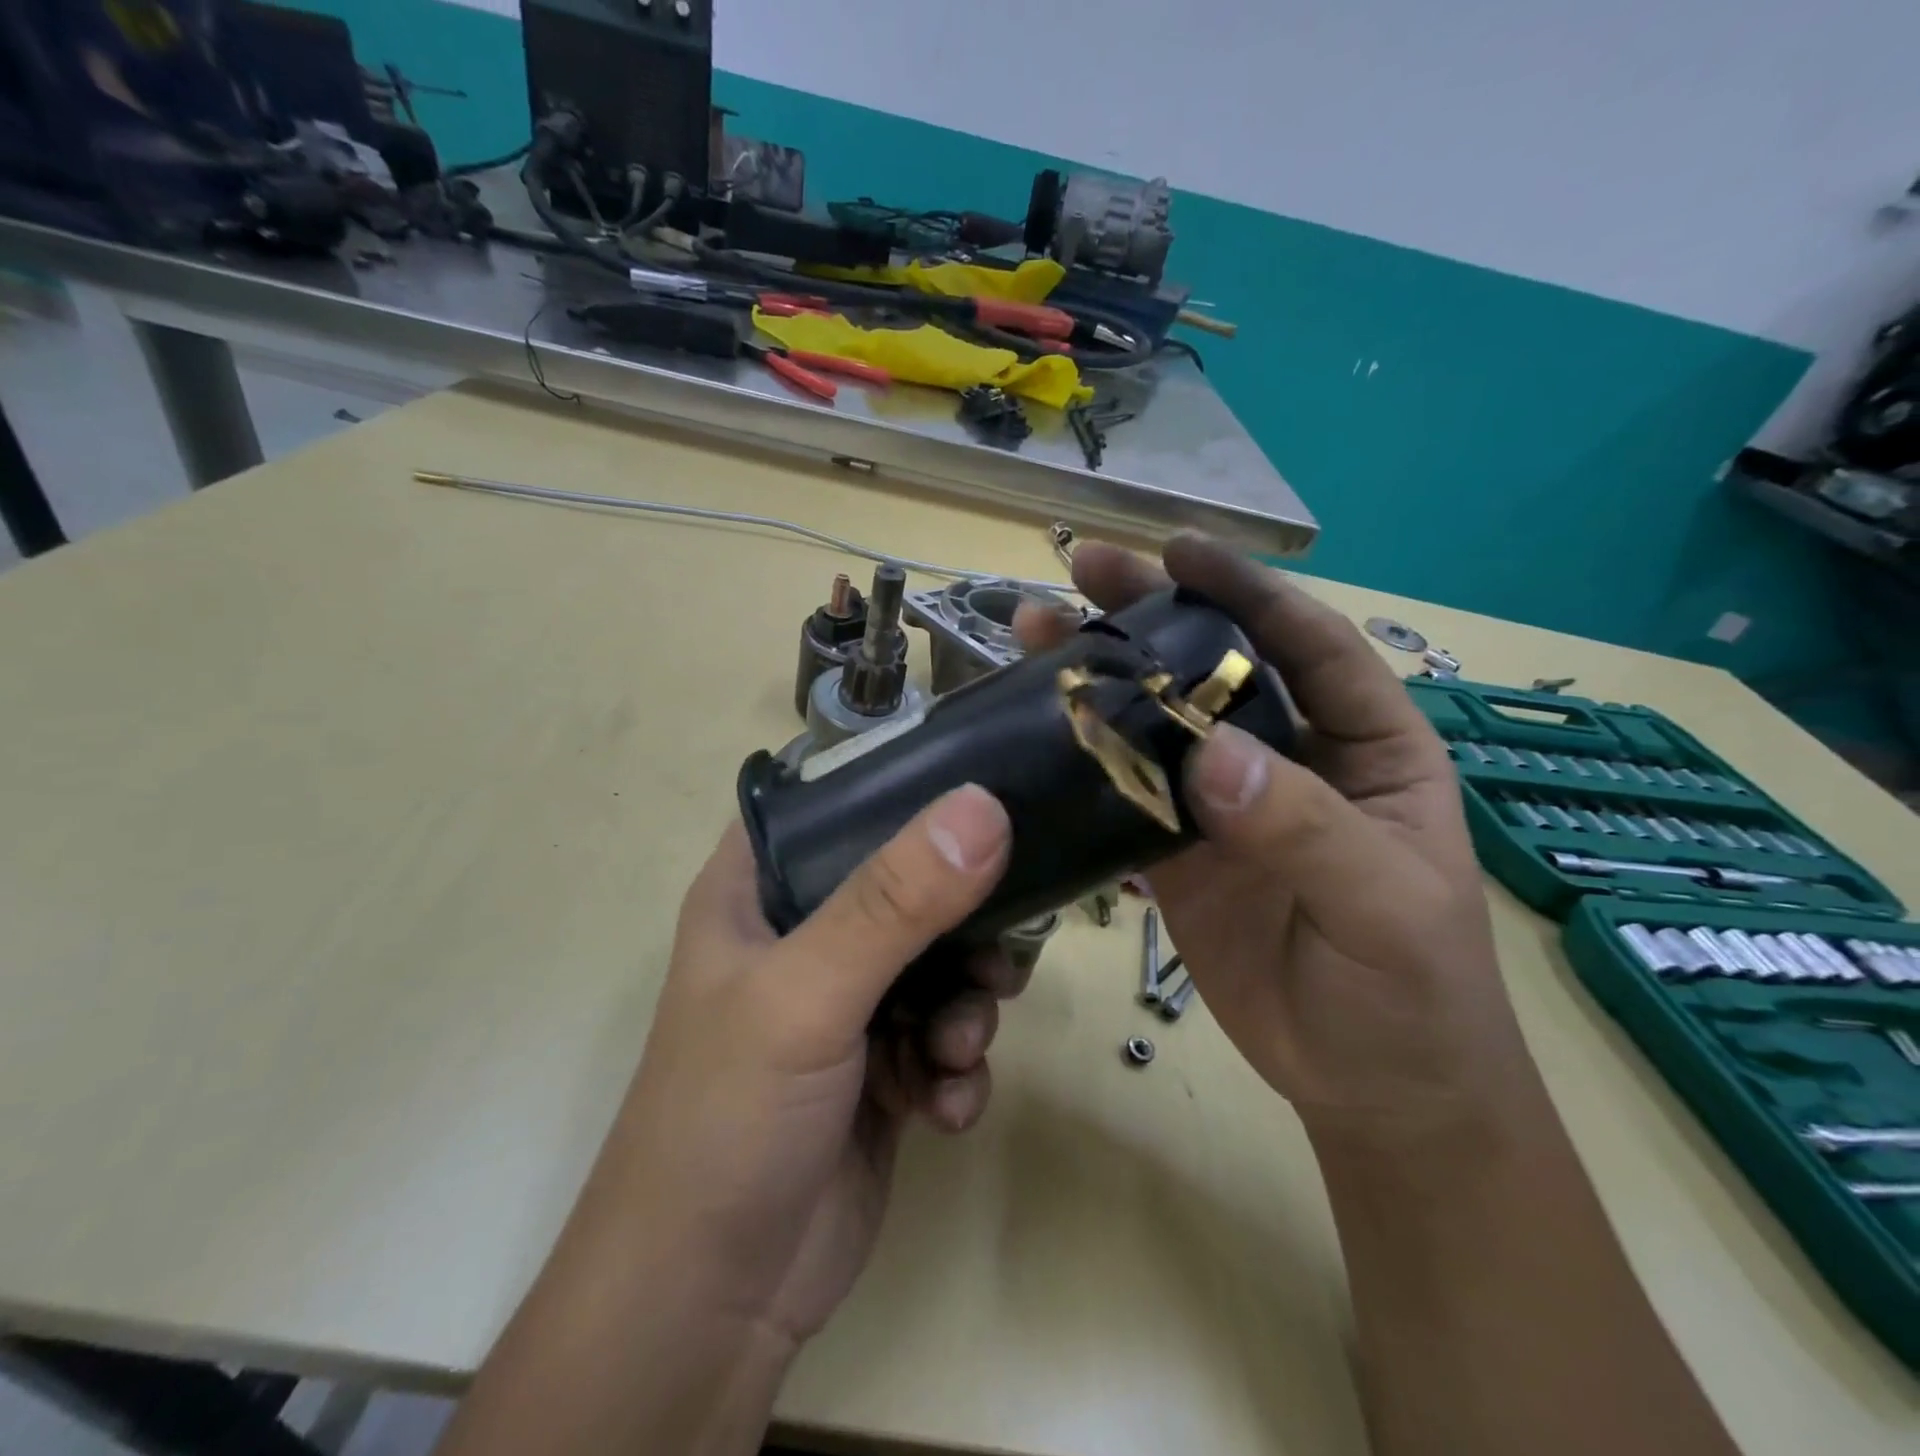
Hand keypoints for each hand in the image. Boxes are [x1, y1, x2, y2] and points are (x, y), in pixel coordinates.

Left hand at [601, 786, 1018, 1348]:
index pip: (836, 801)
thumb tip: (983, 806)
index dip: (905, 788)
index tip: (983, 790)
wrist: (712, 1308)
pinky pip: (946, 1036)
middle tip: (997, 953)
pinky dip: (957, 1067)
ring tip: (957, 1048)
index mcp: (761, 888)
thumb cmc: (729, 1119)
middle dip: (964, 922)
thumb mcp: (805, 995)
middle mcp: (805, 933)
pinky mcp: (883, 1067)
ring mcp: (847, 1002)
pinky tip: (945, 1108)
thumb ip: (894, 902)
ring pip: (942, 963)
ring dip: (967, 1005)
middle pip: (910, 884)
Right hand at [1018, 536, 1531, 1142]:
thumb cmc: (1413, 991)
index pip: (1308, 643)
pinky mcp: (1179, 850)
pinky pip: (1128, 791)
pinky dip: (1085, 759)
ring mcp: (1226, 803)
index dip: (1246, 590)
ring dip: (1103, 677)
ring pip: (1158, 723)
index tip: (1177, 549)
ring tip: (1036, 629)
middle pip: (1216, 667)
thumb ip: (1304, 827)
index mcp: (1365, 744)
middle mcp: (1290, 757)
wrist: (1370, 1087)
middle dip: (1153, 612)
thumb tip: (1211, 756)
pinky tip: (1038, 726)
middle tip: (1083, 570)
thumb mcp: (1383, 905)